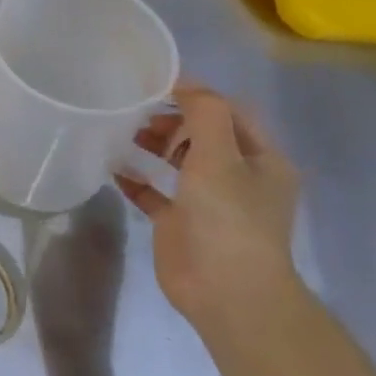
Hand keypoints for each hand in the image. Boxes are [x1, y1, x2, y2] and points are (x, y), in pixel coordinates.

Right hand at [115, 84, 300, 328]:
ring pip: (178, 161)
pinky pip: (155, 192)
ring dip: (152, 145)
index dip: (196, 95)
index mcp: (262, 159)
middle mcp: (238, 177)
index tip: (155, 85)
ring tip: (122, 133)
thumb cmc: (229, 217)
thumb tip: (184, 84)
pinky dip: (136, 179)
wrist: (226, 291)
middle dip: (171, 119)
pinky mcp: (180, 223)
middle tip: (136, 114)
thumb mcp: (221, 156)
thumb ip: (205, 113)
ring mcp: (208, 202)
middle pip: (203, 134)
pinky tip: (113, 169)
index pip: (229, 113)